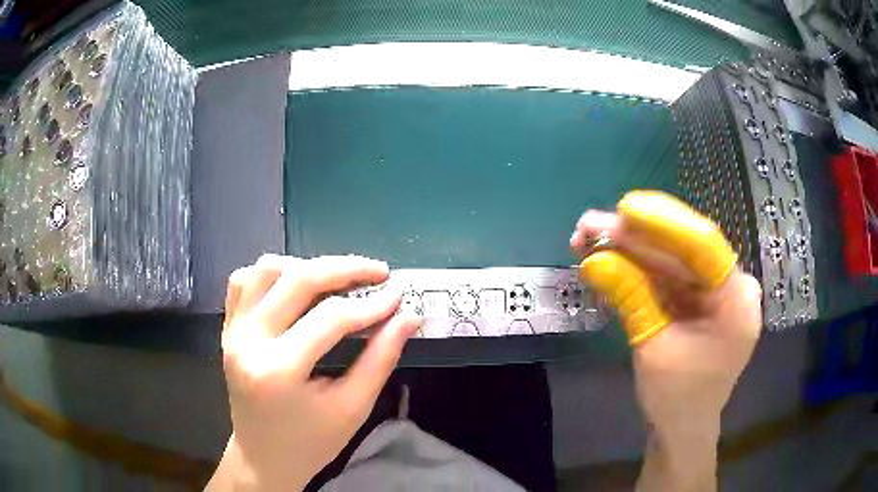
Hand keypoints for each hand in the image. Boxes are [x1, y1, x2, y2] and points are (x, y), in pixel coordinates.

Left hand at [207, 255, 419, 491]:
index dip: (371, 303)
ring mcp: (232, 330)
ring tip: (337, 281)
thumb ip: (380, 358)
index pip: (331, 318)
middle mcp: (247, 341)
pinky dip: (273, 274)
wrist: (263, 456)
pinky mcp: (228, 327)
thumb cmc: (311, 442)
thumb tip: (408, 317)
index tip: (399, 296)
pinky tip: (296, 287)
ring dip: (307, 267)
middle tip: (378, 272)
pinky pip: (244, 280)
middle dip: (344, 269)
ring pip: (266, 269)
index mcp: (278, 370)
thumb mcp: (352, 407)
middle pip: (297, 279)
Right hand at [571, 191, 761, 490]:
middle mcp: (731, 286)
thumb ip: (630, 298)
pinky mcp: (698, 300)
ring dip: (630, 250)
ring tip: (588, 240)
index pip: (703, 245)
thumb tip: (592, 260)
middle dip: (636, 237)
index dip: (663, 223)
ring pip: (672, 260)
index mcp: (736, 299)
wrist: (682, 430)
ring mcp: (714, 292)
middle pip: (683, 249)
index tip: (624, 208)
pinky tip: (608, 262)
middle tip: (590, 226)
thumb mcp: (652, 348)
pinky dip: (638, 270)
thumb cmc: (677, 398)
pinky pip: (668, 277)